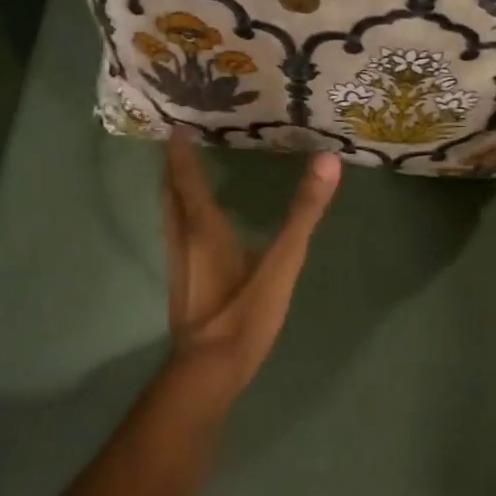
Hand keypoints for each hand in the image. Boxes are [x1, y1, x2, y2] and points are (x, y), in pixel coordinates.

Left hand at [161, 134, 340, 400]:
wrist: (208, 372)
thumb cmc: (243, 313)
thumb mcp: (282, 262)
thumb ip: (304, 213)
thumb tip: (327, 161)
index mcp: (202, 227)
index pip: (186, 178)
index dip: (180, 150)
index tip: (176, 123)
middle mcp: (182, 238)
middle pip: (169, 192)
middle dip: (170, 165)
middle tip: (175, 139)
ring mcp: (177, 263)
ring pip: (168, 215)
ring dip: (171, 189)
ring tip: (180, 171)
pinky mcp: (181, 283)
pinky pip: (174, 233)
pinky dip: (178, 213)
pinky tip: (193, 225)